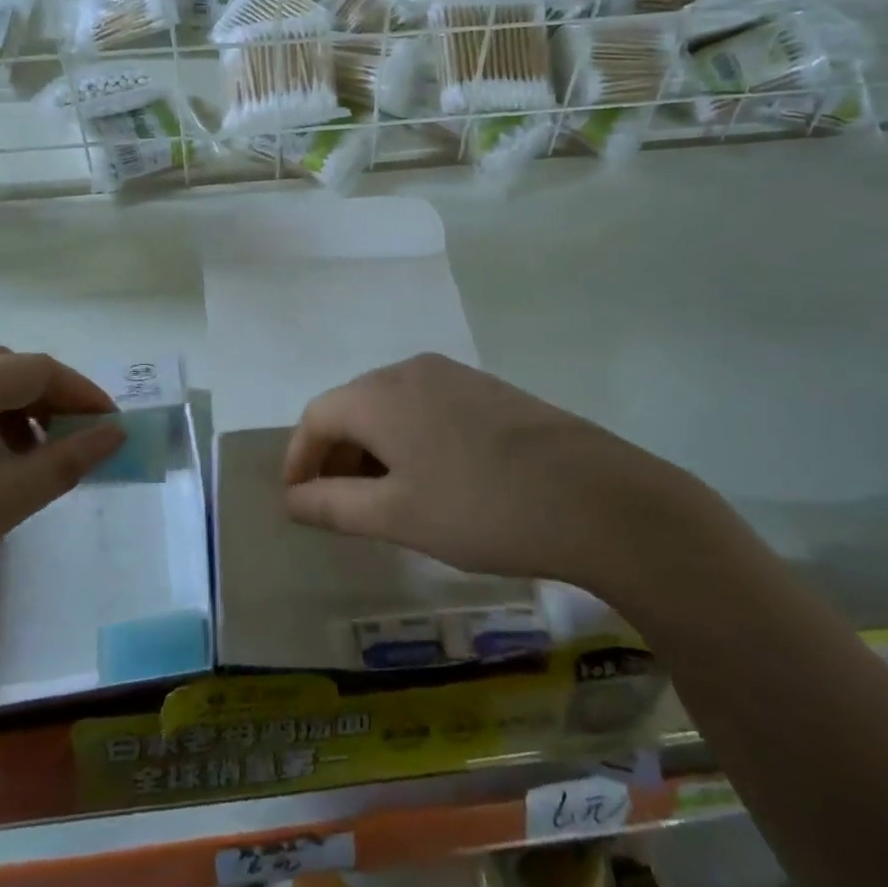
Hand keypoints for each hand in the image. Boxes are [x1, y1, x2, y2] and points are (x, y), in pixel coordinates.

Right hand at [281, 354, 702, 593]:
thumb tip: (291, 498)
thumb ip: (333, 505)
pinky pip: (426, 408)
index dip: (298, 458)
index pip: (316, 416)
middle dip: (336, 455)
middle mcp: (410, 370)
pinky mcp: (487, 390)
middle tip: (337, 507)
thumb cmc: (480, 509)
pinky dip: (409, 440)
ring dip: (372, 449)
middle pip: (352, 406)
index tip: (296, 501)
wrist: (596, 498)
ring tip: (383, 500)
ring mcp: (453, 375)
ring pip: (391, 407)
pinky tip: (431, 480)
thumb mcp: (396, 516)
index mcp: (379, 393)